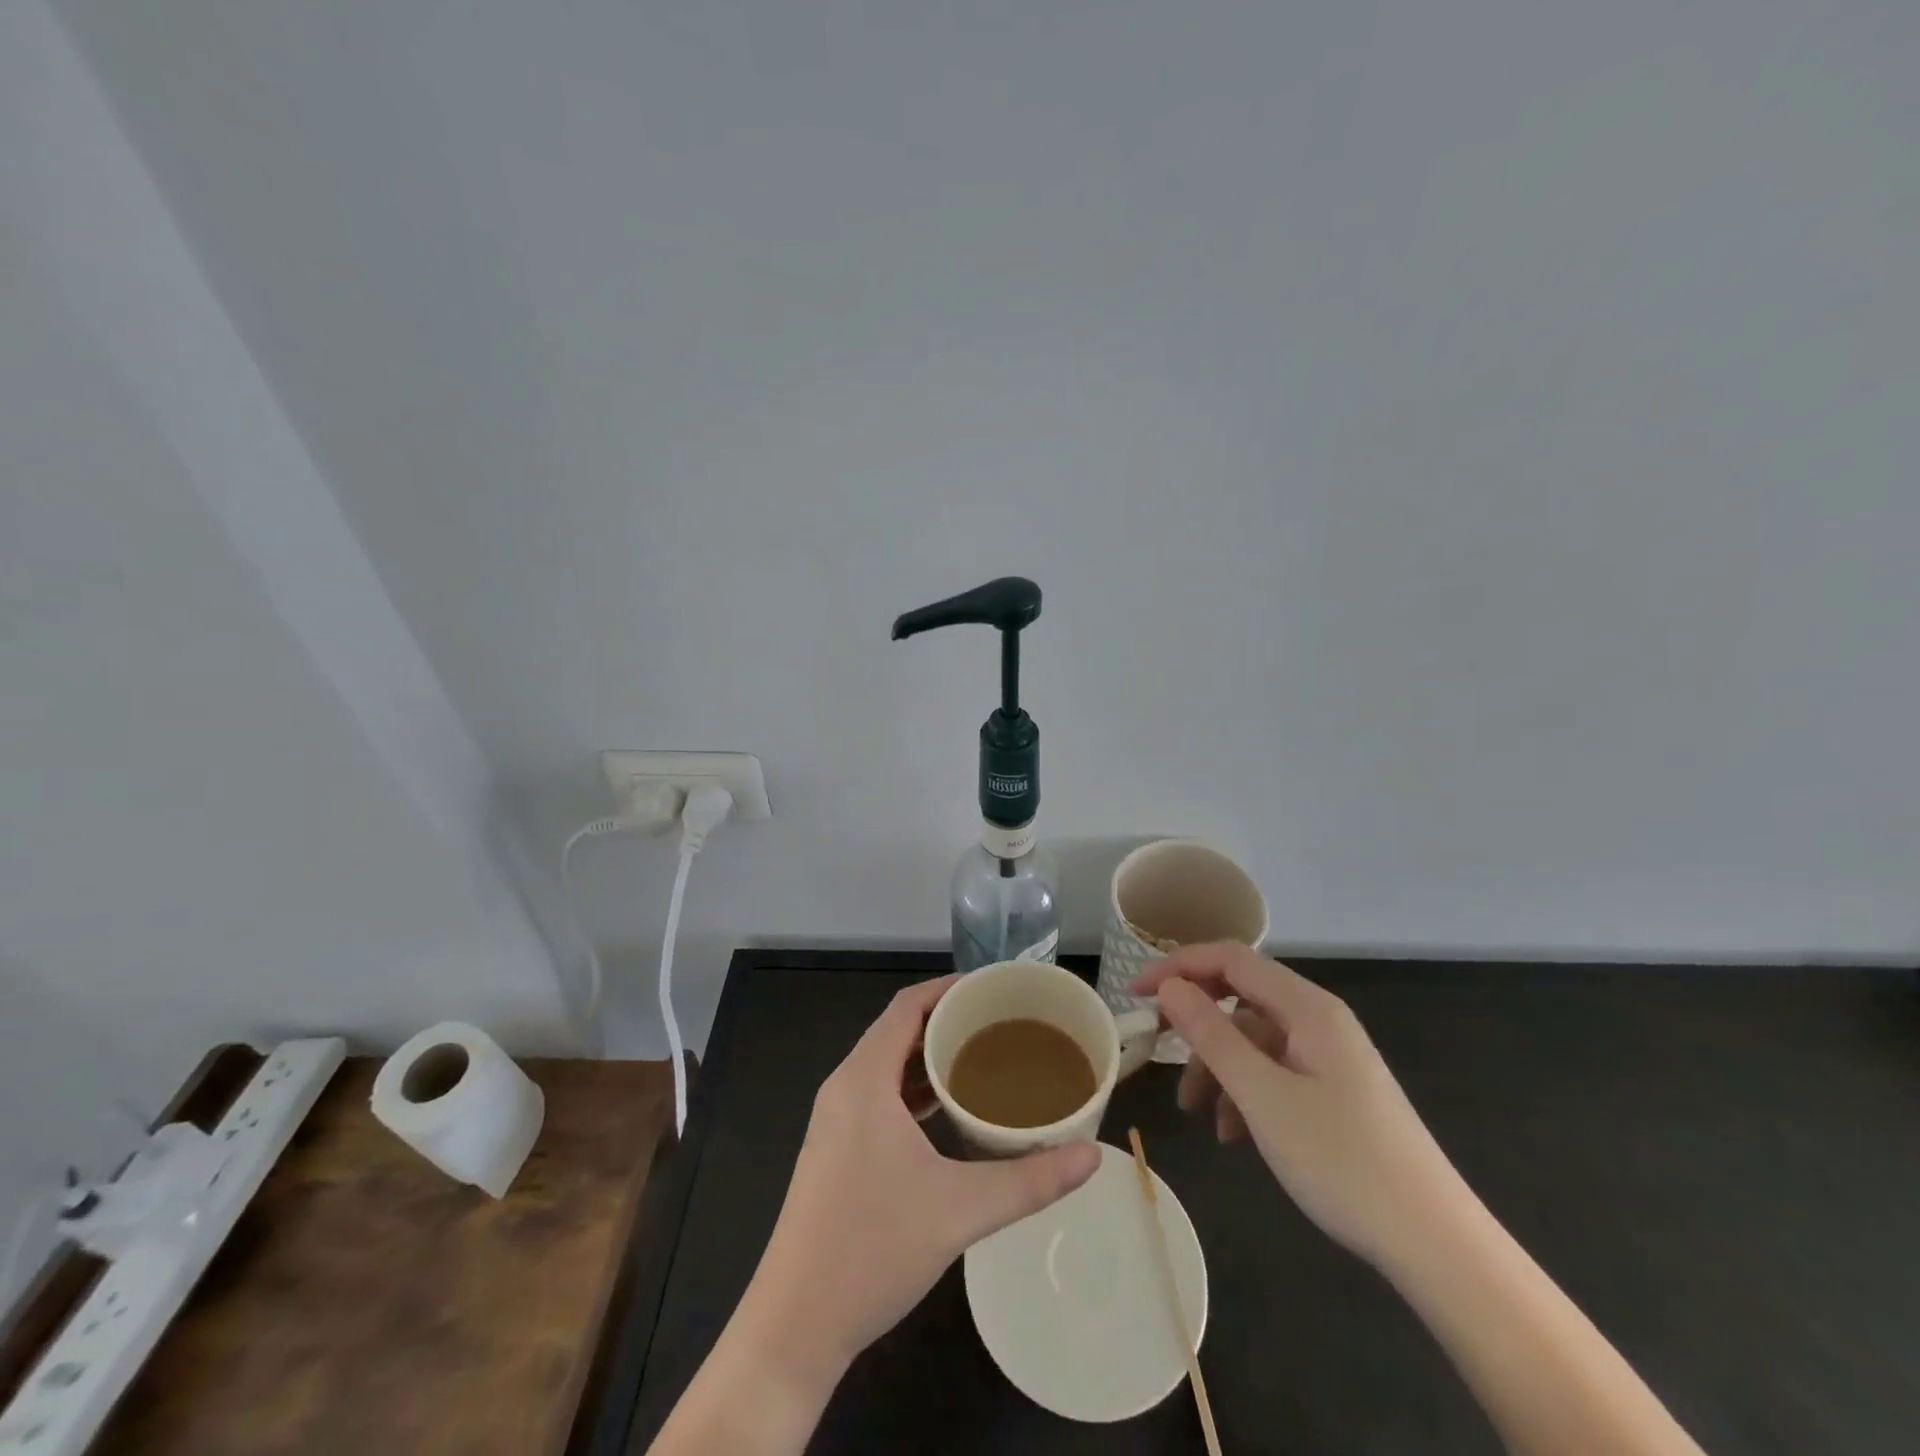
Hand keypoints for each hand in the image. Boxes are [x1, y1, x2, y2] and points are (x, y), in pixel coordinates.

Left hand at [743, 975, 1100, 1377]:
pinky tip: (950, 1111)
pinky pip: (880, 1096)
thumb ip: (1030, 1181)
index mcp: (864, 1079)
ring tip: (985, 1059)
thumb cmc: (872, 1249)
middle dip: (948, 1022)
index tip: (994, 988)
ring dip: (931, 1058)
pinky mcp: (836, 1150)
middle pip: (898, 1031)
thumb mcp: (960, 1210)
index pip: (907, 1006)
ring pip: (888, 1066)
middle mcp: (845, 1088)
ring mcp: (836, 1121)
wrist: (794, 1327)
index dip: (949, 988)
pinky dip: (915, 1090)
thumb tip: (1091, 1157)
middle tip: (1001, 1023)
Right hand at [1135, 944, 1463, 1267]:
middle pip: (1240, 998)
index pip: (1230, 959)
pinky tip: (1233, 1134)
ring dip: (1217, 1067)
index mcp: (1307, 1007)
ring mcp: (1329, 1057)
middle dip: (1196, 1023)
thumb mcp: (1262, 1096)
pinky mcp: (1334, 1092)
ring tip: (1194, 1112)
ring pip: (1253, 1041)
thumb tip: (1170, 987)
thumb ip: (1210, 1034)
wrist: (1435, 1245)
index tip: (1136, 993)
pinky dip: (1244, 1094)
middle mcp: (1319, 1020)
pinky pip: (1274, 1073)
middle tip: (1156, 1048)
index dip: (1178, 967)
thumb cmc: (1343, 1161)